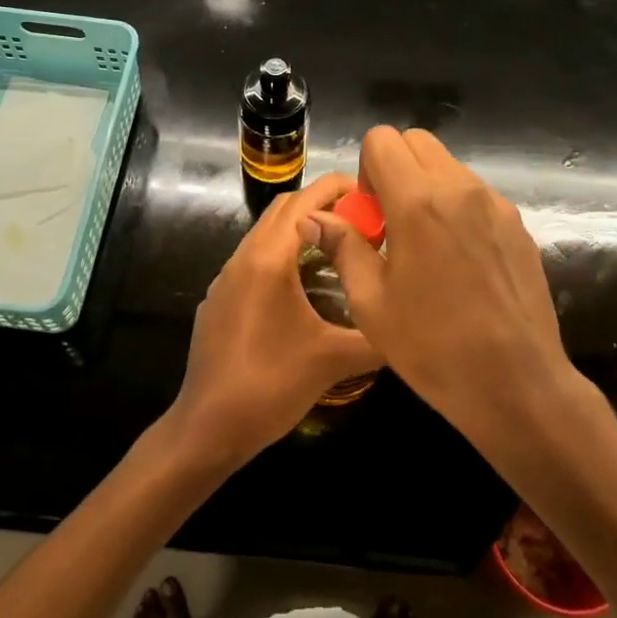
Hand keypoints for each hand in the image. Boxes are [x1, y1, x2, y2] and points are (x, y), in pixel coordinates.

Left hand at [166, 172, 384, 467]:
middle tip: (362, 219)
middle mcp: (243, 257)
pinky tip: (303, 286)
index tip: (372, 194)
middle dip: (321, 203)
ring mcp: (225, 278)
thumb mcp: (333, 361)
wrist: (207, 428)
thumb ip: (376, 337)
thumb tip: (410, 322)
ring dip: (300, 229)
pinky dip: (282, 254)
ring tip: (339, 247)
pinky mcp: (219, 300)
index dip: (338, 188)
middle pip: (283, 209)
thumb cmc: (270, 386)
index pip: (304, 201)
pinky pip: (253, 260)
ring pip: (266, 234)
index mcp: (268, 258)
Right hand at [304, 127, 573, 438]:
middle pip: (417, 141)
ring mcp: (495, 204)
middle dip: (395, 169)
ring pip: (449, 165)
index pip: (382, 140)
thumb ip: (343, 247)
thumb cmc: (433, 348)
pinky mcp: (517, 224)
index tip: (371, 213)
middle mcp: (460, 189)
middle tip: (391, 223)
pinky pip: (475, 193)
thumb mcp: (371, 302)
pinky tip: (458, 261)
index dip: (366, 168)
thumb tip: (313, 218)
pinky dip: (456, 207)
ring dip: (426, 187)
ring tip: (425, 246)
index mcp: (419, 202)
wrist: (517, 384)